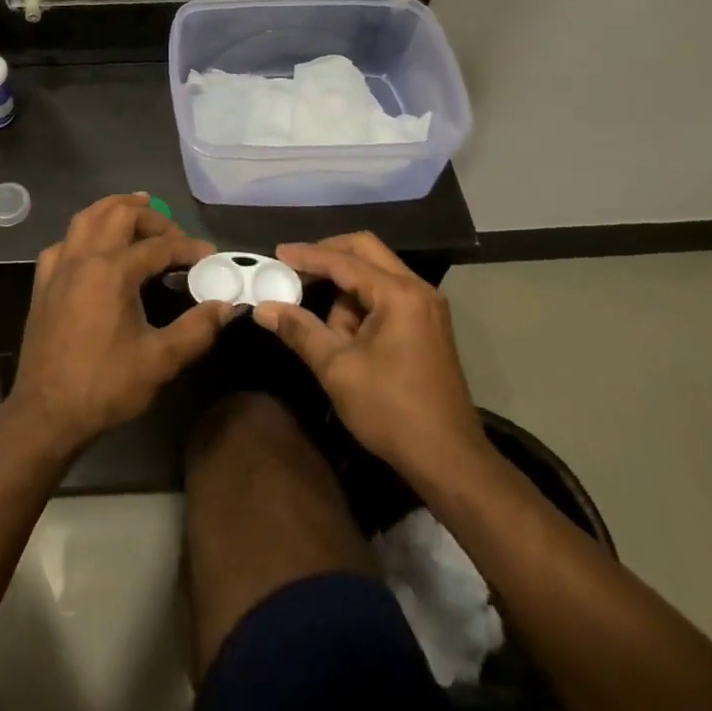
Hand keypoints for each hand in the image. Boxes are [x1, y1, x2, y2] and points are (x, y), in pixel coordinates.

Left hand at [10, 193, 235, 453]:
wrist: (46, 414)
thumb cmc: (104, 387)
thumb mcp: (160, 361)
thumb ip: (197, 329)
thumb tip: (227, 306)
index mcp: (111, 271)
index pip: (158, 246)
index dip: (188, 247)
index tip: (209, 256)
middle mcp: (83, 258)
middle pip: (119, 215)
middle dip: (152, 217)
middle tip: (174, 234)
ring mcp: (58, 269)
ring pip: (86, 218)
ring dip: (113, 209)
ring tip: (136, 208)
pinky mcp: (43, 284)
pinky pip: (64, 243)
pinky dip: (84, 234)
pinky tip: (94, 247)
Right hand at [252, 232, 492, 489]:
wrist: (449, 459)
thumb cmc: (391, 410)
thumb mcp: (337, 369)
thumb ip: (300, 330)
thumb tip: (263, 308)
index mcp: (398, 294)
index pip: (344, 261)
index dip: (307, 256)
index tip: (276, 253)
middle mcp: (417, 289)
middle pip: (366, 251)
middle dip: (328, 256)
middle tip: (295, 268)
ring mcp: (427, 306)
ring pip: (376, 274)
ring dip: (346, 290)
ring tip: (327, 331)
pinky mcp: (427, 325)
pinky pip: (387, 295)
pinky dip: (362, 304)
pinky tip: (346, 335)